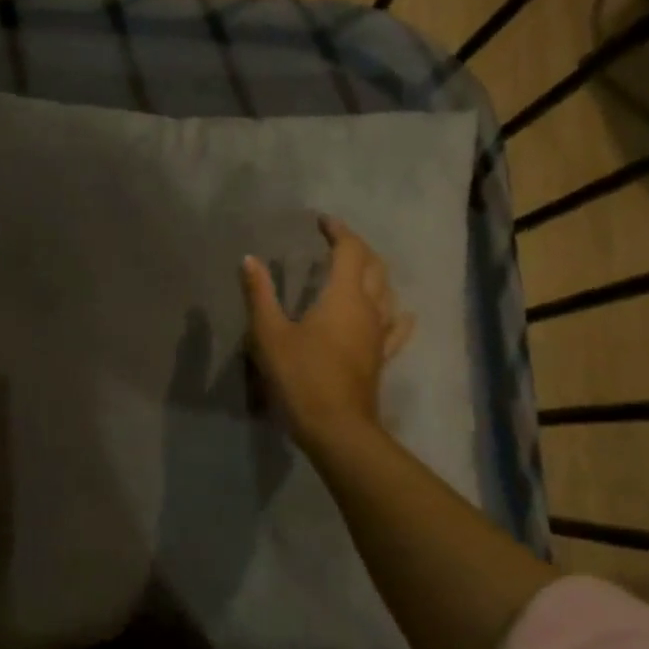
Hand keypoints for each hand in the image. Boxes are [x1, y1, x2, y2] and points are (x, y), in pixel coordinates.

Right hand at [240, 215, 412, 448]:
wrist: (336, 428)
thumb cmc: (301, 376)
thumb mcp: (270, 334)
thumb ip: (260, 294)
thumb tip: (249, 259)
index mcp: (344, 296)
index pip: (349, 250)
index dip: (338, 231)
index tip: (322, 221)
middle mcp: (369, 308)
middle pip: (374, 266)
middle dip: (357, 248)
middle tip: (336, 241)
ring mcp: (379, 334)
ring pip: (387, 292)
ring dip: (375, 274)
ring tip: (357, 269)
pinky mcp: (381, 357)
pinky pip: (395, 327)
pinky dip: (395, 313)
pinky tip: (399, 312)